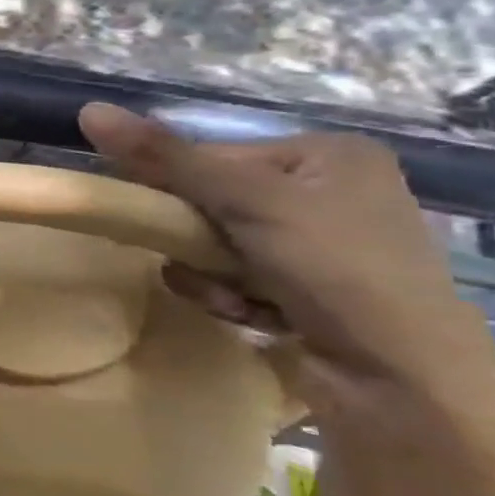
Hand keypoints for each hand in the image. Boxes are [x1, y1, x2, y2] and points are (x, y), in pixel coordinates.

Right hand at [77, 103, 494, 424]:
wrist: (405, 385)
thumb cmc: (335, 270)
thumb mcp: (246, 200)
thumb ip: (165, 157)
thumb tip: (89, 110)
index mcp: (331, 155)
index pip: (216, 154)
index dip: (180, 185)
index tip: (164, 215)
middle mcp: (333, 194)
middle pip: (216, 201)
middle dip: (200, 239)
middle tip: (200, 259)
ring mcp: (327, 247)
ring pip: (221, 245)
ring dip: (211, 273)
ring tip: (236, 298)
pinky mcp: (316, 293)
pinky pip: (241, 279)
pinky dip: (234, 297)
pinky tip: (253, 316)